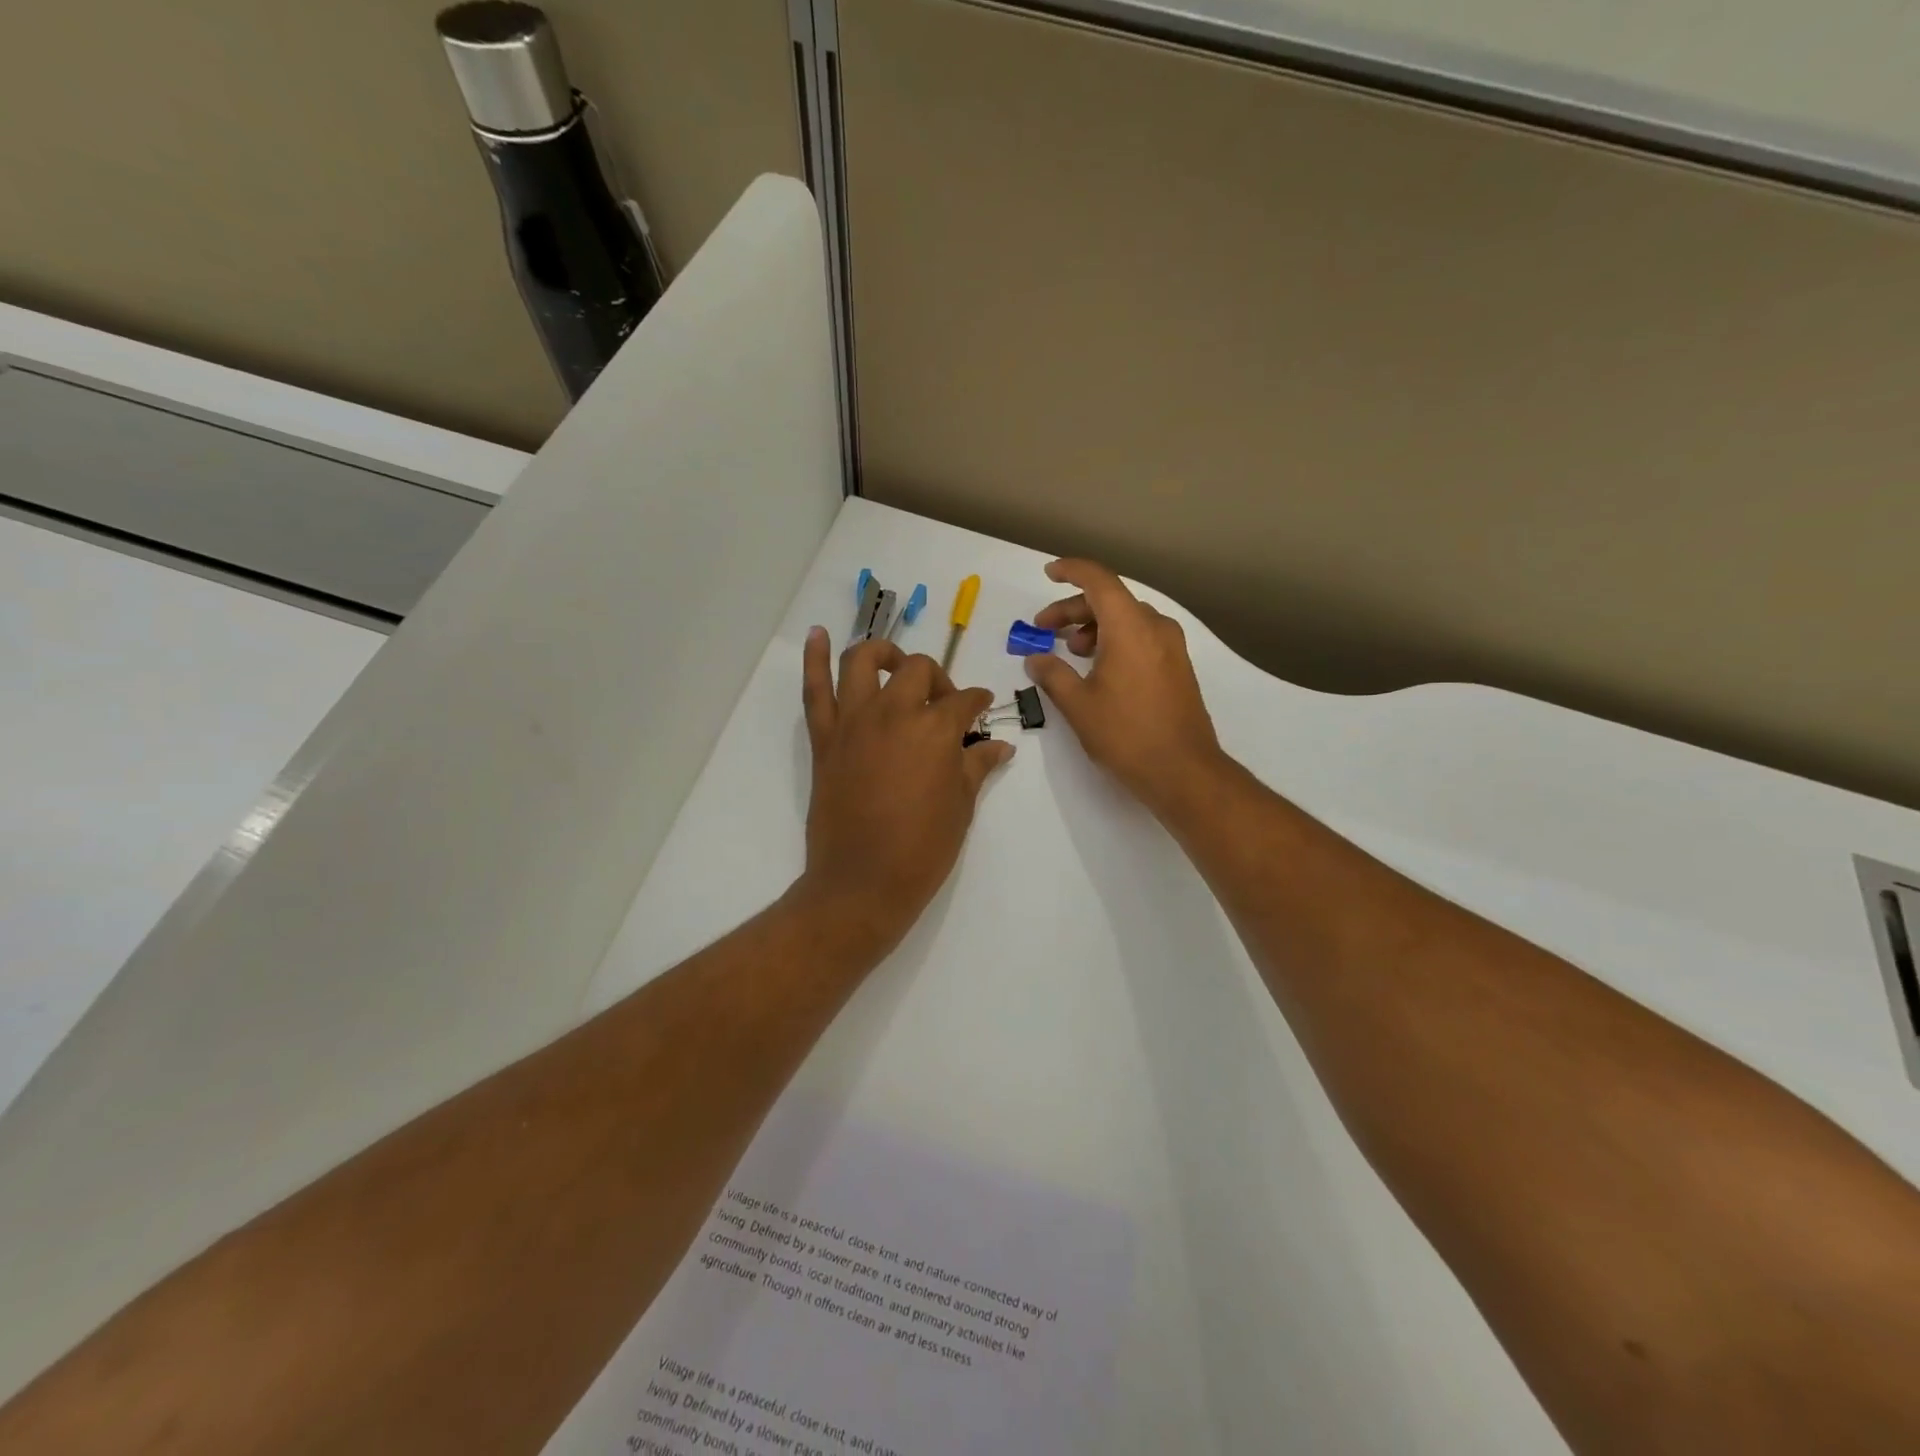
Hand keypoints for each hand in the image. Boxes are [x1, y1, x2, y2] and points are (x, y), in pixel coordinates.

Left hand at [796, 628, 1014, 952]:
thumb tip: (1000, 746)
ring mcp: (854, 721)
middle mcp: (894, 712)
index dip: (978, 702)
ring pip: (863, 661)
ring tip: (894, 662)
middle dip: (938, 680)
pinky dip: (815, 658)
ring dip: (883, 653)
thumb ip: (977, 766)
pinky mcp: (825, 738)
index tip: (982, 709)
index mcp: (935, 729)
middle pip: (918, 671)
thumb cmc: (922, 849)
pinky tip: (818, 635)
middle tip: (943, 703)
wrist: (862, 882)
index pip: (964, 701)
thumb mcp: (961, 807)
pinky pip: (815, 689)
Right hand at [1024, 559, 1224, 815]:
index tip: (1048, 572)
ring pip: (1127, 619)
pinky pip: (1142, 637)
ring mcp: (1172, 647)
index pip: (1099, 581)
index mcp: (1130, 628)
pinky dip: (1115, 639)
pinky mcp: (1178, 667)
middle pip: (1111, 600)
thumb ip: (1053, 675)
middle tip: (1045, 629)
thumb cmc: (1126, 735)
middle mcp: (1155, 628)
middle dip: (1074, 609)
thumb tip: (1036, 659)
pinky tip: (1098, 667)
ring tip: (1071, 652)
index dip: (1071, 570)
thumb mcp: (1078, 705)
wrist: (1183, 771)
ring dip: (1094, 626)